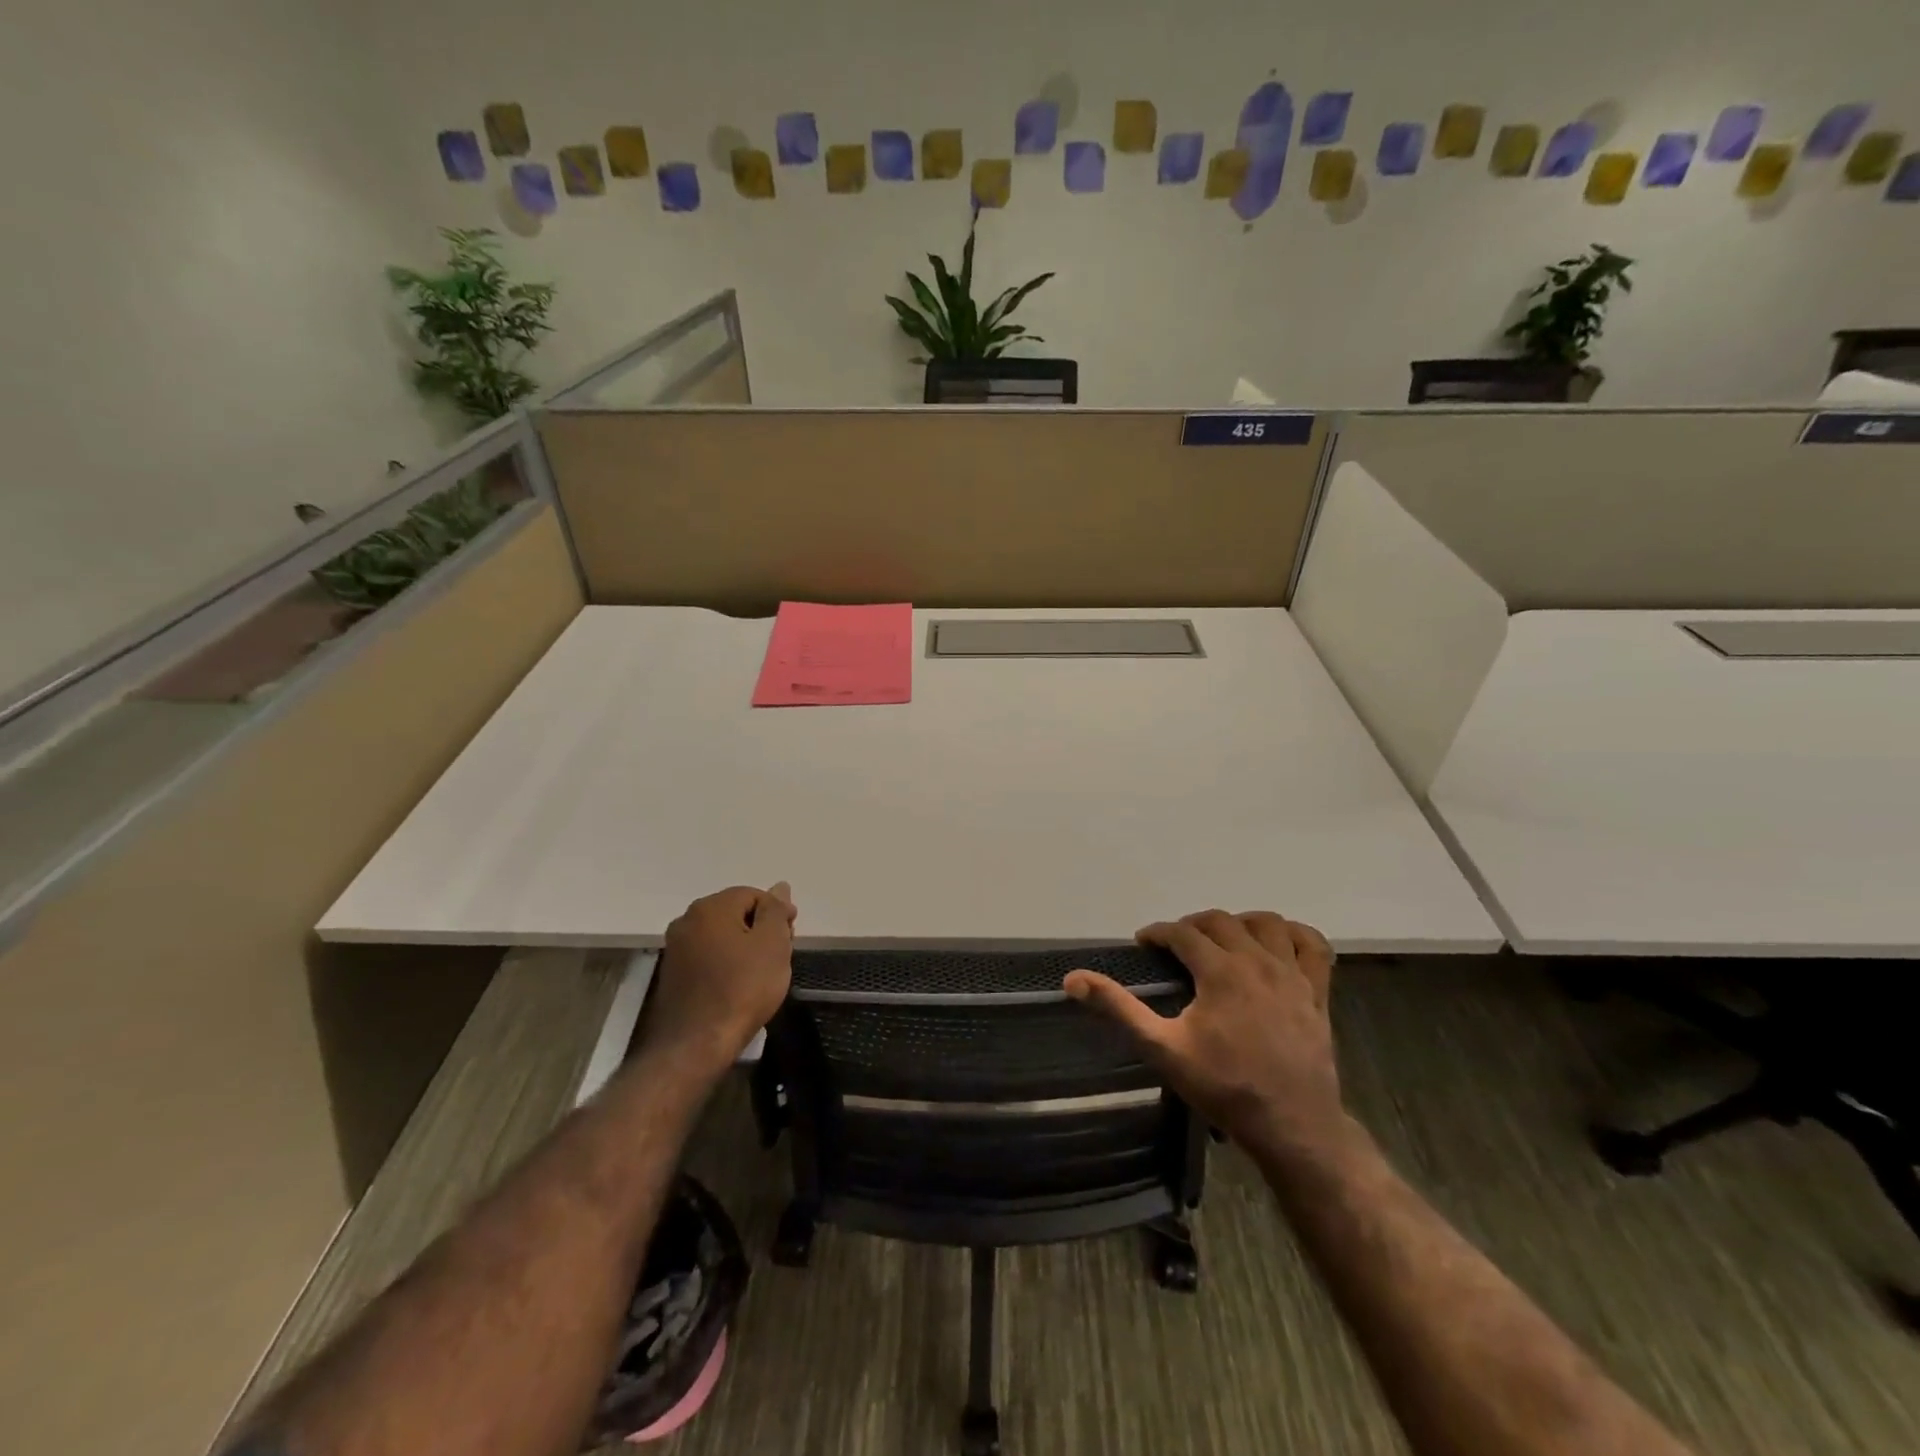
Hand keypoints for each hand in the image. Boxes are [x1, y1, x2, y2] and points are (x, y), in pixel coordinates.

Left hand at [641, 883, 796, 1070]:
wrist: (696, 1045)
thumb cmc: (742, 988)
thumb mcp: (772, 944)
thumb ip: (776, 911)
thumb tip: (779, 886)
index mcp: (710, 908)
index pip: (753, 895)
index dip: (777, 913)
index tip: (791, 937)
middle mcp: (687, 921)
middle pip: (735, 913)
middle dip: (760, 929)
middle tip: (780, 956)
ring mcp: (676, 949)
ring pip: (722, 936)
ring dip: (744, 947)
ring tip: (762, 974)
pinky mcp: (673, 975)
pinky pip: (708, 957)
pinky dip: (727, 964)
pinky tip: (739, 986)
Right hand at [1064, 910, 1343, 1157]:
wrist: (1293, 1126)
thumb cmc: (1224, 1087)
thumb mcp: (1162, 1049)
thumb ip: (1118, 1009)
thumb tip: (1073, 978)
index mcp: (1220, 971)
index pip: (1182, 932)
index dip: (1158, 933)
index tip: (1144, 944)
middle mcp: (1258, 961)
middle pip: (1221, 921)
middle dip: (1192, 925)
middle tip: (1176, 946)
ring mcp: (1293, 975)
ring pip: (1267, 923)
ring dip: (1240, 923)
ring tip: (1223, 941)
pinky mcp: (1318, 992)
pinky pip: (1313, 946)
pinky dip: (1294, 935)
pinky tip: (1278, 944)